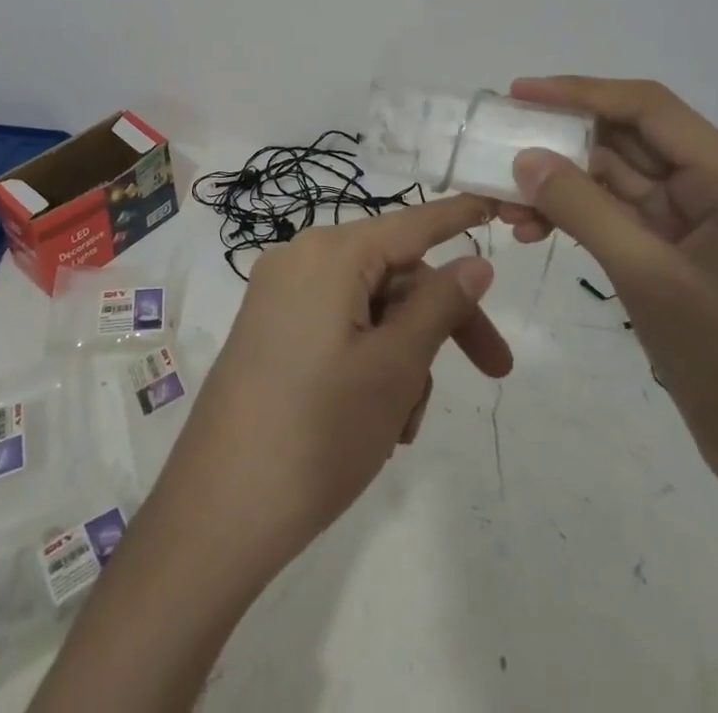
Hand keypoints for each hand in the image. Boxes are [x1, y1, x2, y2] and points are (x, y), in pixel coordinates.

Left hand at [153, 194, 511, 580]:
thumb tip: (475, 262)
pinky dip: (369, 361)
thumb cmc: (319, 431)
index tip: (497, 206)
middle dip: (439, 323)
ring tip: (403, 425)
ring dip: (403, 357)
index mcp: (329, 254)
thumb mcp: (395, 367)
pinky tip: (377, 422)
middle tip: (494, 371)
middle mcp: (300, 260)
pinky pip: (338, 327)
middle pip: (393, 275)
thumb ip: (439, 306)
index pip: (410, 224)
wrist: (219, 511)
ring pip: (369, 308)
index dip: (457, 217)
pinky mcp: (270, 331)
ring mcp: (279, 297)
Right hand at [504, 77, 717, 705]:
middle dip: (561, 142)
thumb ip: (584, 209)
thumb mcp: (649, 280)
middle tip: (499, 148)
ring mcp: (700, 218)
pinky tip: (537, 229)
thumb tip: (526, 157)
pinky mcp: (682, 249)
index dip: (580, 92)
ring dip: (562, 183)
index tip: (519, 93)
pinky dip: (578, 214)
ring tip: (507, 205)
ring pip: (617, 176)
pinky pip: (620, 212)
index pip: (647, 108)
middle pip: (628, 138)